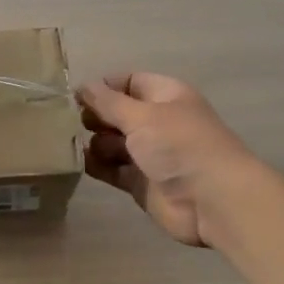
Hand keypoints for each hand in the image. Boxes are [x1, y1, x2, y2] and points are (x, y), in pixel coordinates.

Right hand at [78, 72, 258, 247]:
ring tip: (77, 146)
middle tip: (70, 123)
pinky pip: (113, 169)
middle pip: (118, 113)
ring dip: (94, 143)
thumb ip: (108, 102)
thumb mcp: (141, 116)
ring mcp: (150, 154)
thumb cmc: (179, 146)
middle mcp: (158, 122)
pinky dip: (97, 166)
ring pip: (113, 143)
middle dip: (95, 116)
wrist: (213, 201)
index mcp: (166, 96)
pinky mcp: (142, 183)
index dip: (103, 87)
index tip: (75, 97)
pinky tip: (81, 164)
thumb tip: (82, 86)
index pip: (129, 82)